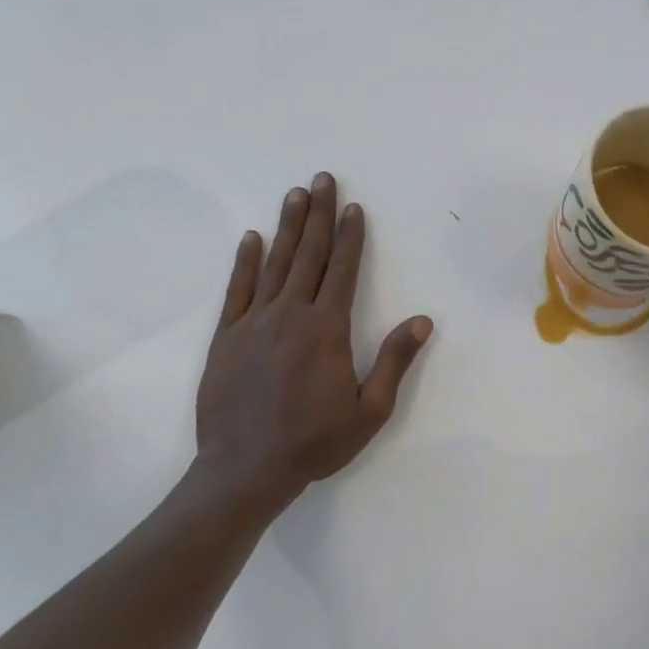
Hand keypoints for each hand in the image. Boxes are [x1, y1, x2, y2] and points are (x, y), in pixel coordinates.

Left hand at [192, 172, 431, 512]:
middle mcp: (289, 316)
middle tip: (322, 179)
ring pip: (274, 265)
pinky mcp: (225, 339)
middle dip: (318, 216)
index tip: (353, 208)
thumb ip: (394, 361)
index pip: (342, 272)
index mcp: (326, 330)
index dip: (350, 238)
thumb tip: (423, 321)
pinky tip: (252, 240)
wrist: (246, 468)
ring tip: (295, 195)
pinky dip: (245, 262)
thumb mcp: (369, 411)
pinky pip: (237, 290)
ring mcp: (253, 324)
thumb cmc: (315, 443)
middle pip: (307, 256)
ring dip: (287, 228)